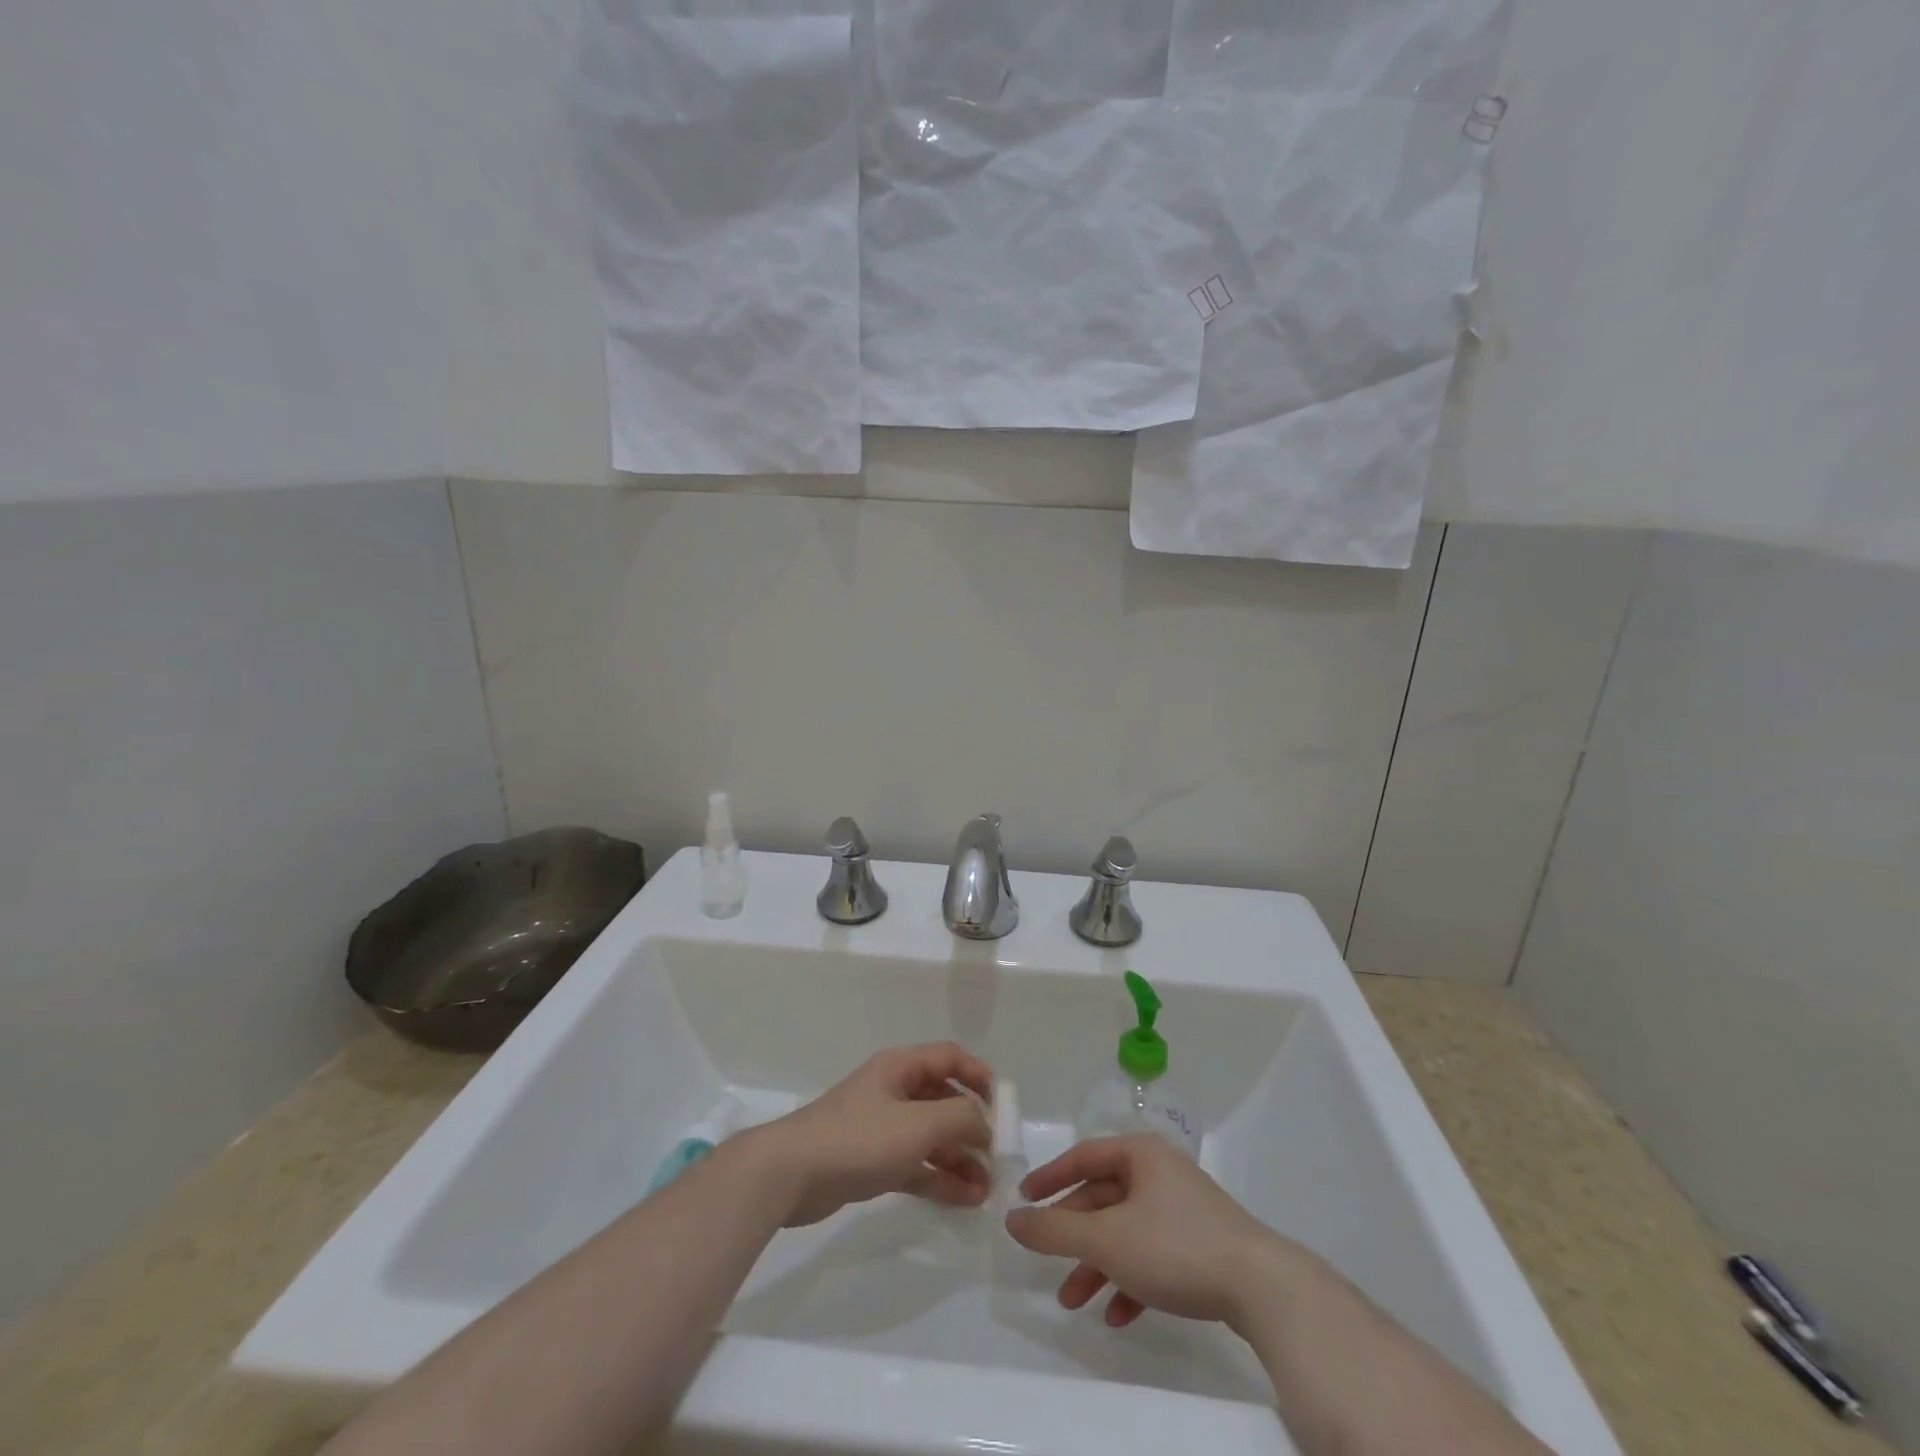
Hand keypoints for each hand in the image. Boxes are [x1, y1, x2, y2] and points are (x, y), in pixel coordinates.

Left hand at [748, 1042, 993, 1227]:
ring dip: (959, 1157)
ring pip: (930, 1136)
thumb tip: (984, 1122)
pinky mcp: (870, 1160)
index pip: (949, 1058)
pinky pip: (915, 1163)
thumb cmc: (859, 1138)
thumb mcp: (918, 1124)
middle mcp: (893, 1091)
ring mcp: (881, 1127)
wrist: (790, 1174)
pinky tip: (965, 1199)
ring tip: (987, 1188)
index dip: (978, 1075)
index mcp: (900, 1068)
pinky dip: (938, 1177)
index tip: (1002, 1106)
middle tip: (996, 1157)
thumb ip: (960, 1117)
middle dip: (971, 1126)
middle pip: (942, 1099)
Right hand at [1005, 1135, 1294, 1329]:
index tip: (1024, 1201)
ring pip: (1126, 1232)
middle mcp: (1160, 1173)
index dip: (1050, 1178)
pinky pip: (1152, 1256)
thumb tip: (1012, 1218)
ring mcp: (1183, 1210)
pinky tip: (1118, 1315)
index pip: (1083, 1156)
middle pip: (1103, 1198)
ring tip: (1074, 1301)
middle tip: (1048, 1264)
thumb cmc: (1175, 1246)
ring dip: (1097, 1265)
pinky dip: (1130, 1280)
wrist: (1262, 1288)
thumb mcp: (1106, 1238)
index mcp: (1140, 1155)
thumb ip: (1055, 1230)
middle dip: (1074, 1236)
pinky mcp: (1201, 1246)